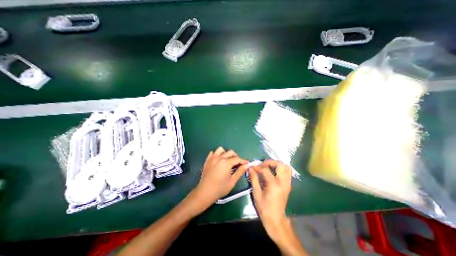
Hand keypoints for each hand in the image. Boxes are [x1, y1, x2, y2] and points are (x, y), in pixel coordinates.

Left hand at [192, 147, 248, 208]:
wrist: (205, 192)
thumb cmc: (220, 188)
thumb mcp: (232, 181)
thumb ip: (240, 171)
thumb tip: (246, 165)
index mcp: (226, 162)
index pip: (237, 158)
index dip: (243, 161)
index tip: (247, 163)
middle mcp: (219, 157)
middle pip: (230, 152)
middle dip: (236, 157)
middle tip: (238, 164)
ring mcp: (212, 158)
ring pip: (221, 150)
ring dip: (226, 153)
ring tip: (228, 160)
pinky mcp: (207, 160)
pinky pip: (213, 153)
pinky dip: (217, 154)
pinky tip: (219, 160)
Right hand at [249, 160, 291, 237]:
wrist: (276, 219)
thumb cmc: (264, 207)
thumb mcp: (256, 193)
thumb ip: (254, 179)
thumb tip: (250, 169)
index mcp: (274, 184)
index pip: (265, 170)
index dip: (258, 167)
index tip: (252, 167)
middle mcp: (283, 182)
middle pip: (280, 165)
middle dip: (271, 162)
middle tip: (263, 164)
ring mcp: (287, 183)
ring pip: (286, 167)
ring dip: (277, 164)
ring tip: (269, 167)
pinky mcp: (288, 185)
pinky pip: (288, 173)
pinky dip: (281, 169)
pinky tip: (274, 172)